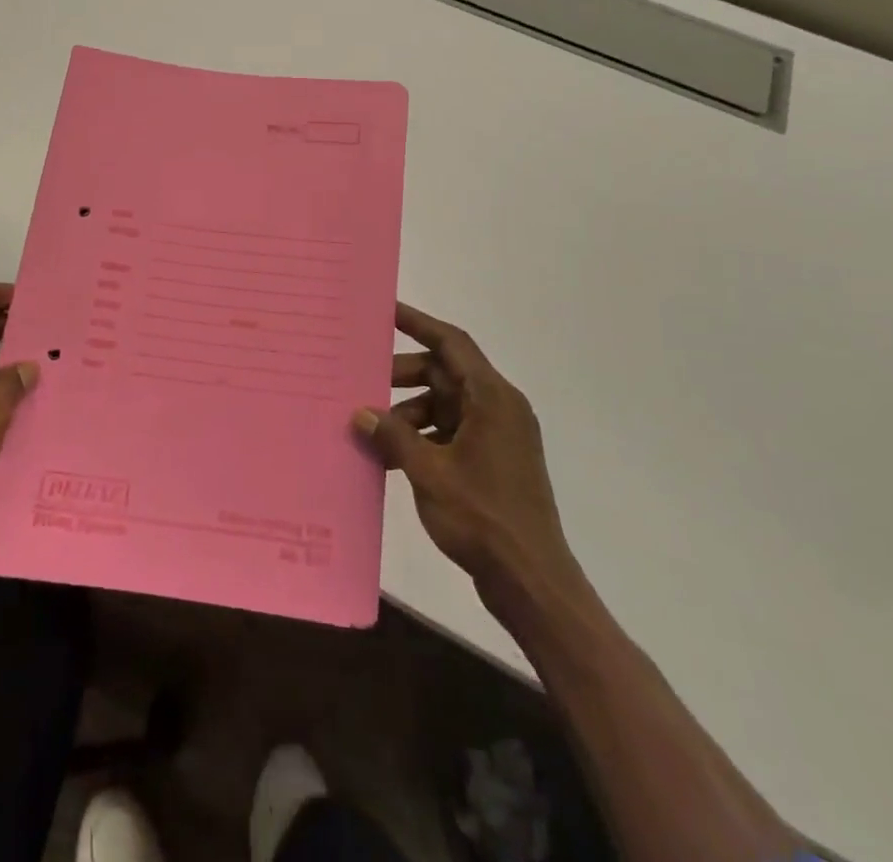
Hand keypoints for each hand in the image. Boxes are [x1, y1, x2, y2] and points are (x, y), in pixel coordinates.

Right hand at [354, 302, 574, 588]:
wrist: (532, 582)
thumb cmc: (483, 517)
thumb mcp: (429, 473)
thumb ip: (393, 437)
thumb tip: (360, 413)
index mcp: (492, 398)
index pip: (452, 343)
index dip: (418, 323)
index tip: (386, 310)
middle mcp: (499, 408)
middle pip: (445, 373)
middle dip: (403, 377)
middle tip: (364, 384)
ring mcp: (499, 436)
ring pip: (445, 405)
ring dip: (409, 414)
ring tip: (373, 431)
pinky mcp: (494, 461)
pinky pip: (452, 432)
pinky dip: (423, 437)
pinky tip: (392, 458)